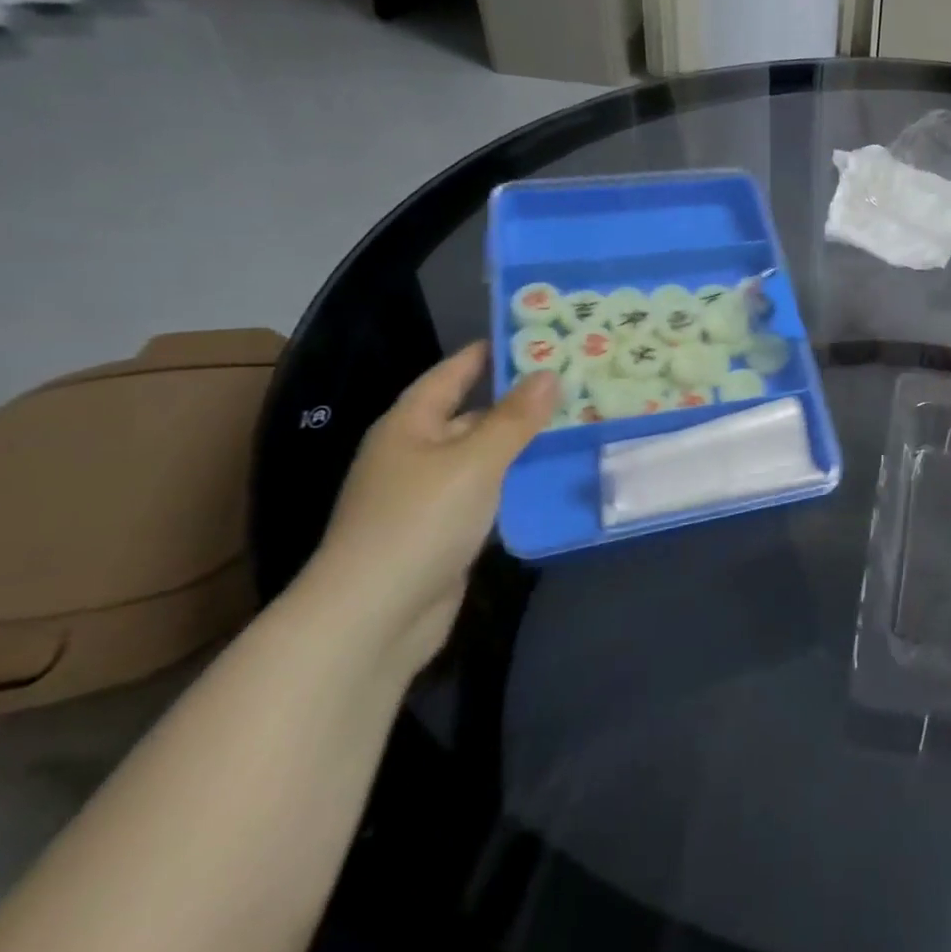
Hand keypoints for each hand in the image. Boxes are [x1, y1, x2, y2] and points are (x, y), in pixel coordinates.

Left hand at [301, 343, 556, 675]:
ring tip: (576, 419)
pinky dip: (517, 478)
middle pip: (471, 412)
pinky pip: (488, 489)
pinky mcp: (445, 529)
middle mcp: (415, 452)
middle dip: (518, 397)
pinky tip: (553, 472)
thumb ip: (515, 417)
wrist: (374, 618)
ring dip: (522, 440)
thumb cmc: (420, 521)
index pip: (451, 373)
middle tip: (573, 378)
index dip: (488, 352)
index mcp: (409, 425)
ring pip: (484, 453)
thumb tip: (549, 372)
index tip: (534, 334)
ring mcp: (428, 494)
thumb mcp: (475, 460)